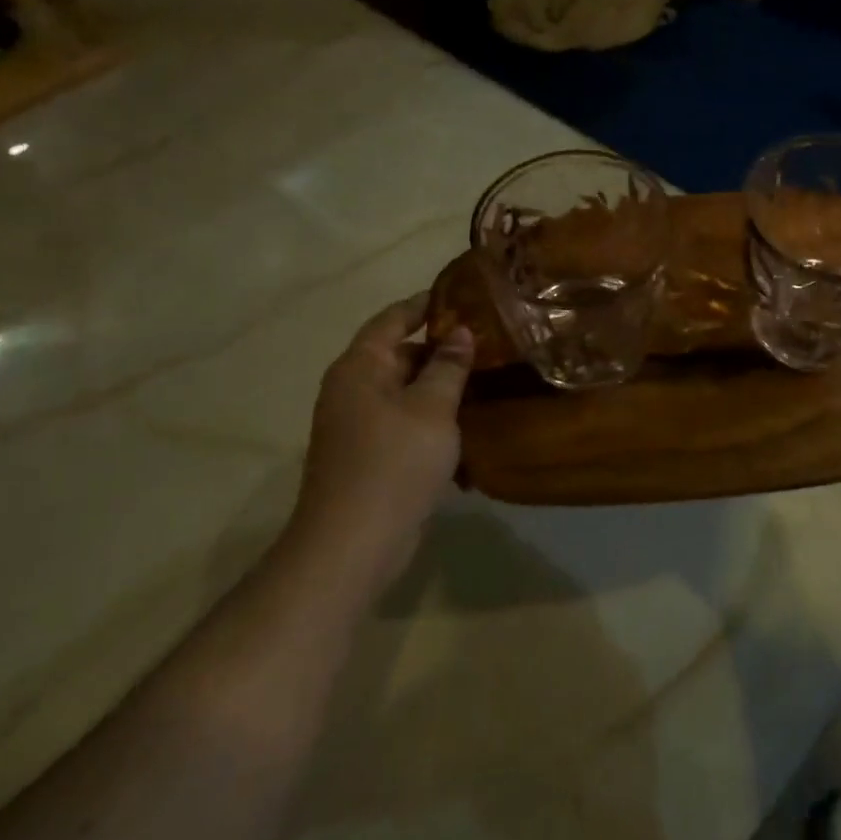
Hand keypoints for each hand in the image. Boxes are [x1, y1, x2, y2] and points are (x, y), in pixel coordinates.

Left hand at [287, 294, 472, 591]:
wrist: (353, 544)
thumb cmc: (393, 464)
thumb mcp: (432, 408)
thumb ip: (448, 367)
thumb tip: (460, 332)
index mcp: (359, 368)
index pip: (392, 320)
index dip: (424, 304)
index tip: (461, 295)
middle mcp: (352, 390)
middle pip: (398, 355)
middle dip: (440, 348)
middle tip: (488, 342)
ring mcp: (357, 426)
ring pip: (404, 392)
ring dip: (439, 386)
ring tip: (486, 378)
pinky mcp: (368, 456)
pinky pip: (404, 423)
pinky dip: (431, 418)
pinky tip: (466, 425)